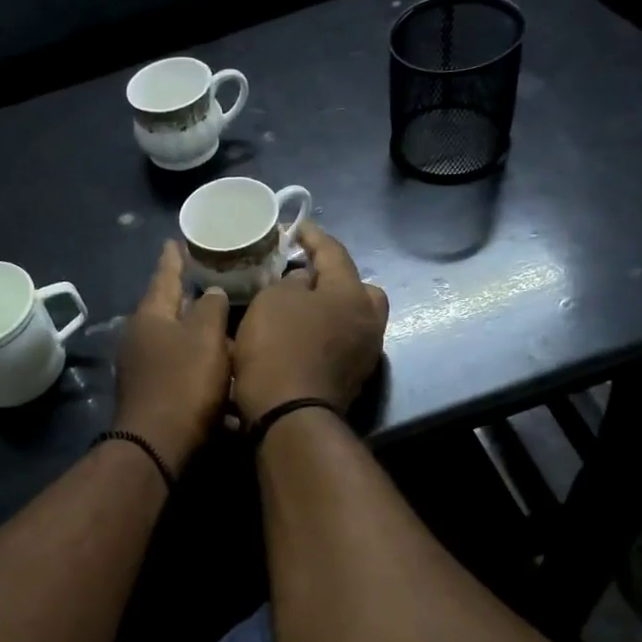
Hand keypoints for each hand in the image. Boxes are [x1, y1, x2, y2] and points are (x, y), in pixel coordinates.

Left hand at [112, 242, 232, 473]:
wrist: (157, 446)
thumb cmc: (184, 383)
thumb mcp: (206, 337)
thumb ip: (212, 308)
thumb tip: (211, 292)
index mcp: (150, 316)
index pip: (164, 276)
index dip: (172, 258)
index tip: (174, 240)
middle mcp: (139, 337)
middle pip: (167, 309)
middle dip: (188, 298)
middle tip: (208, 281)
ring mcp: (141, 367)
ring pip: (176, 341)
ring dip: (198, 336)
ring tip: (223, 329)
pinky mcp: (151, 393)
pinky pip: (179, 369)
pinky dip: (198, 366)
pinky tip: (218, 374)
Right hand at [233, 224, 388, 424]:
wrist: (290, 414)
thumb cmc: (279, 347)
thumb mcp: (272, 301)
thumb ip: (290, 282)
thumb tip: (303, 282)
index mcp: (351, 293)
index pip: (334, 252)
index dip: (313, 236)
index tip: (296, 227)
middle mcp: (369, 319)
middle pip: (358, 287)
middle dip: (336, 277)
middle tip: (308, 275)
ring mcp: (366, 351)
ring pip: (354, 316)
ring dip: (333, 307)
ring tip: (303, 306)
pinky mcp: (354, 377)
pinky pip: (345, 340)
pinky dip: (329, 331)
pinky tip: (305, 334)